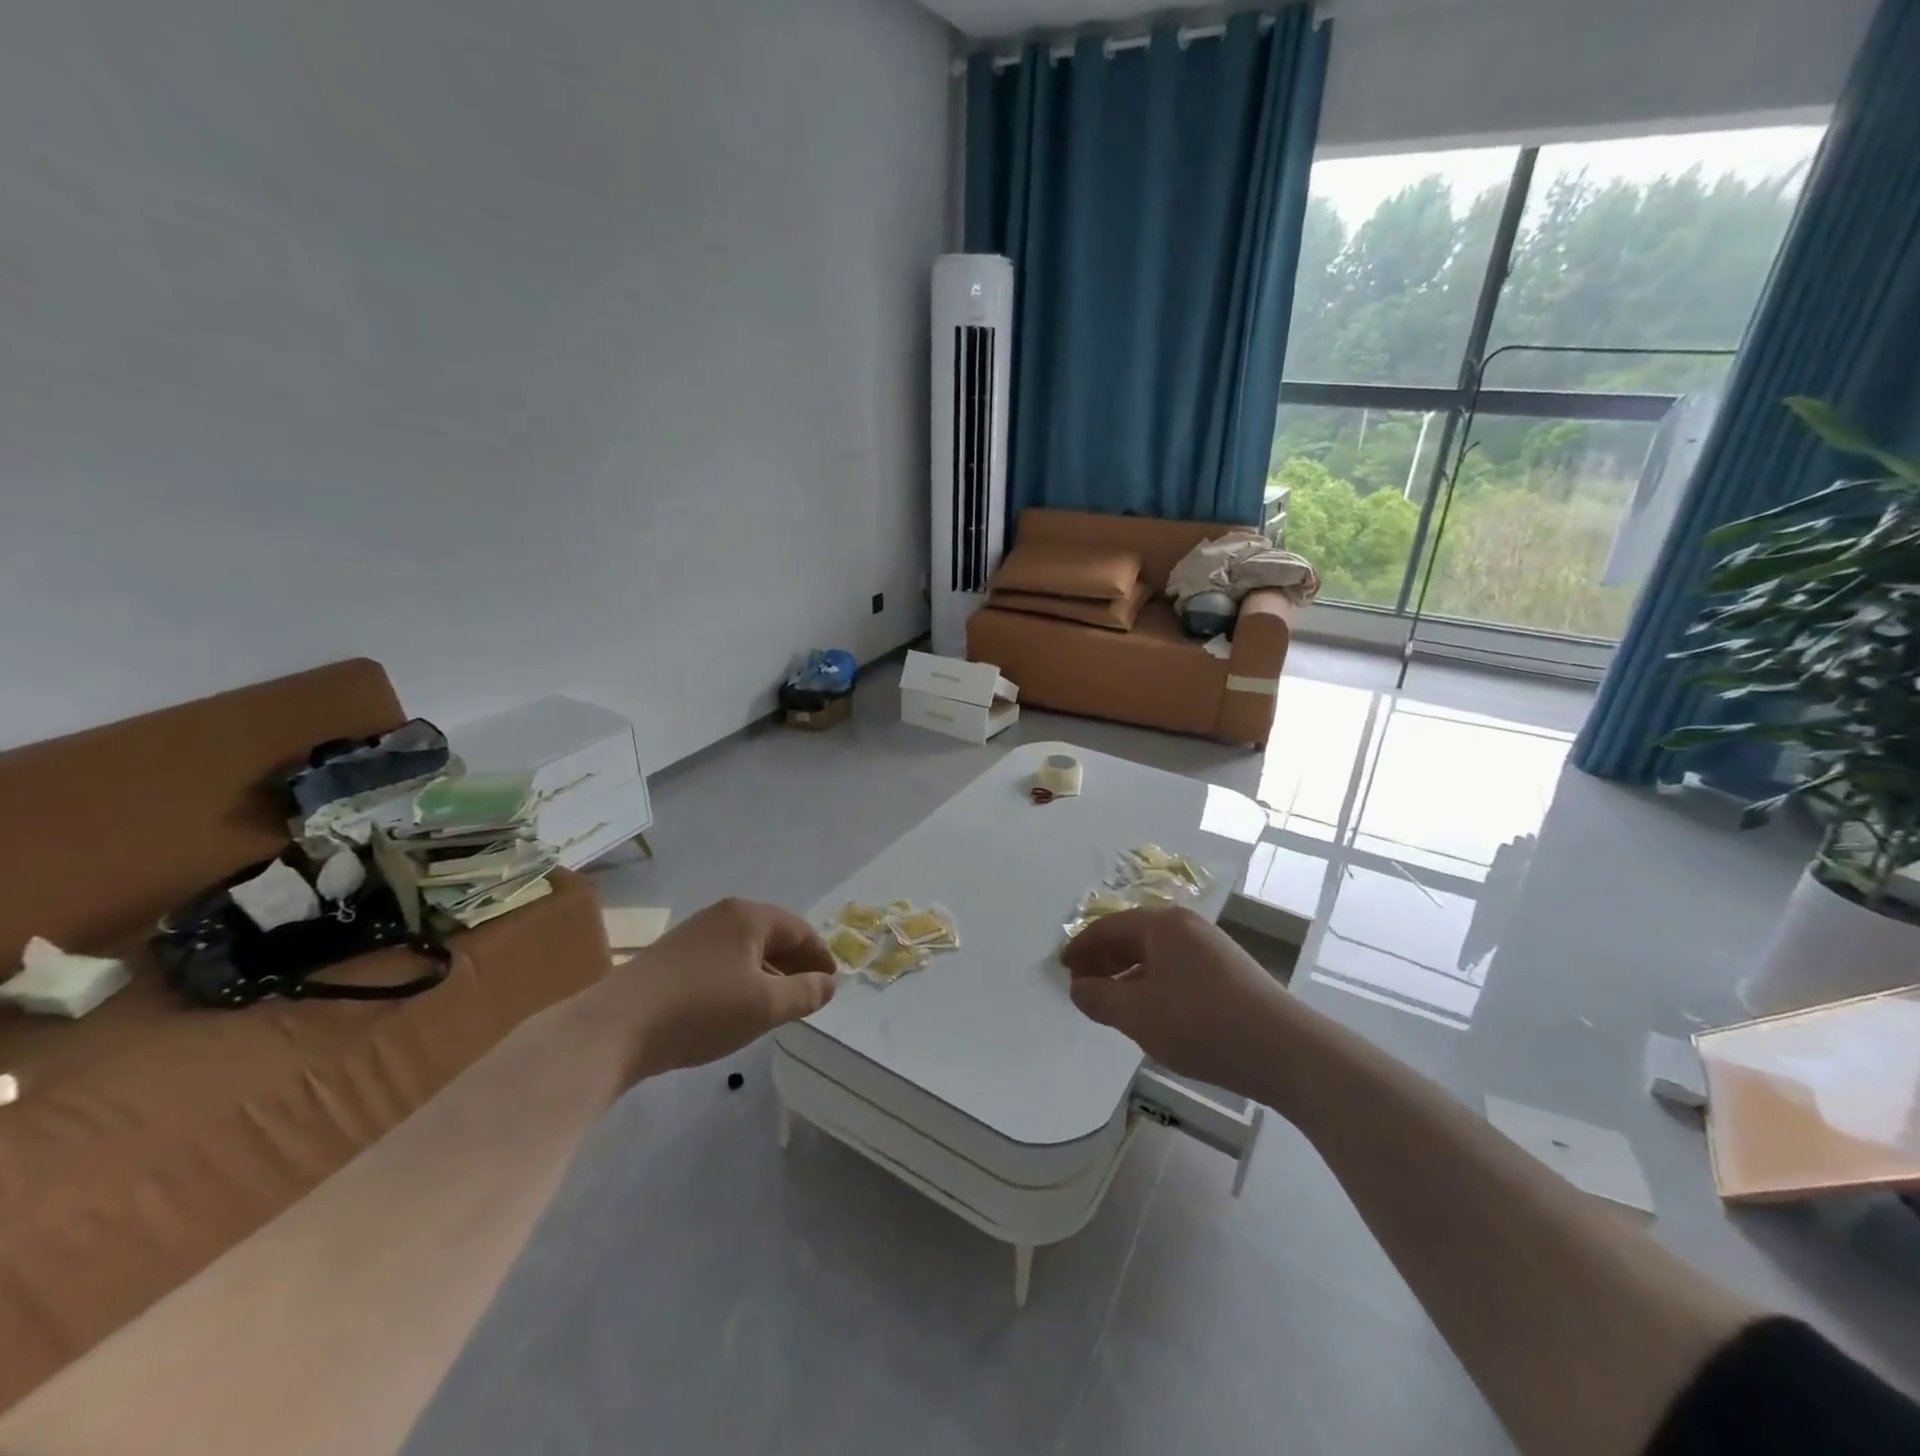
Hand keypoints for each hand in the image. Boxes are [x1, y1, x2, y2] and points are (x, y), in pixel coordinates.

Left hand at [610, 898, 836, 1079]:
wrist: (616, 1028)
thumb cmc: (702, 1009)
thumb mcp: (765, 1006)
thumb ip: (805, 993)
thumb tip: (829, 984)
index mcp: (748, 916)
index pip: (798, 929)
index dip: (819, 955)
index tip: (832, 981)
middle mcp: (721, 916)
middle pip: (771, 934)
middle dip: (794, 962)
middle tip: (811, 991)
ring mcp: (693, 935)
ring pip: (744, 949)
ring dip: (768, 972)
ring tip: (779, 1003)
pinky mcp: (670, 958)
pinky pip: (721, 961)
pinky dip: (741, 978)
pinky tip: (738, 1006)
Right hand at [1062, 905, 1289, 1095]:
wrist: (1285, 1050)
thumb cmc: (1201, 1024)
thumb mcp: (1138, 1014)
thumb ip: (1099, 999)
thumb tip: (1078, 988)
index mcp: (1162, 924)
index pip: (1108, 928)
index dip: (1081, 948)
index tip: (1062, 969)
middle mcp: (1186, 926)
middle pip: (1133, 937)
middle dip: (1104, 960)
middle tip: (1082, 986)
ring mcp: (1212, 948)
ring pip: (1156, 955)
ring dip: (1128, 974)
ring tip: (1112, 1002)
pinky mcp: (1229, 972)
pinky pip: (1177, 969)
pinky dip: (1153, 983)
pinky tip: (1152, 1011)